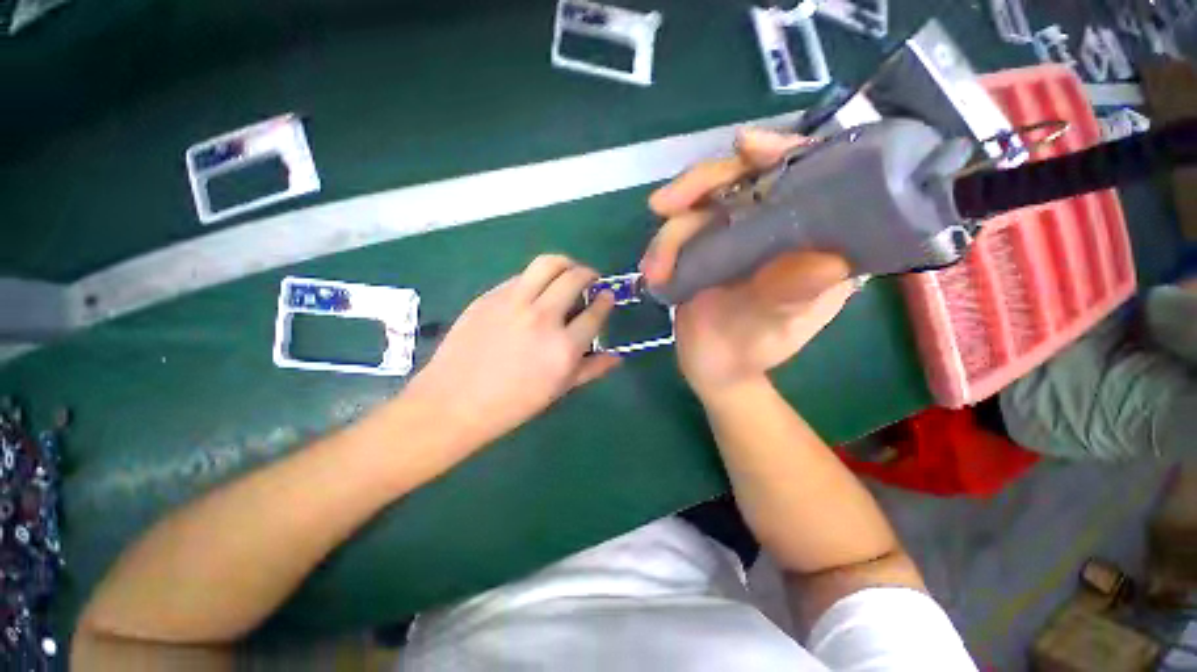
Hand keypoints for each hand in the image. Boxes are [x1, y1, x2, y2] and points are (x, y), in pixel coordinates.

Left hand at [404, 255, 620, 449]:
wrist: (455, 402)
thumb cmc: (512, 404)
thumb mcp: (558, 390)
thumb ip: (591, 369)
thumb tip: (617, 357)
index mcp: (563, 347)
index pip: (595, 313)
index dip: (605, 302)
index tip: (606, 297)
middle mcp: (543, 318)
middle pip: (574, 278)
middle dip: (589, 274)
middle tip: (590, 279)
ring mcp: (514, 303)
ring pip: (547, 264)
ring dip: (564, 264)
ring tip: (567, 271)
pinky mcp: (490, 296)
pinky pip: (520, 276)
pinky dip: (535, 278)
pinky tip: (534, 290)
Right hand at [640, 129, 857, 398]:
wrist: (716, 369)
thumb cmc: (754, 350)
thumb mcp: (777, 328)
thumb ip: (793, 297)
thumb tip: (826, 261)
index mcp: (813, 238)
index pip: (806, 175)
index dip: (779, 152)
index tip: (745, 148)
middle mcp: (773, 227)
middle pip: (742, 179)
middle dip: (700, 185)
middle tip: (662, 205)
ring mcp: (733, 236)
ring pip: (700, 207)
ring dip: (670, 234)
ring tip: (655, 271)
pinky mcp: (702, 249)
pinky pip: (679, 233)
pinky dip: (661, 248)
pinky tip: (652, 271)